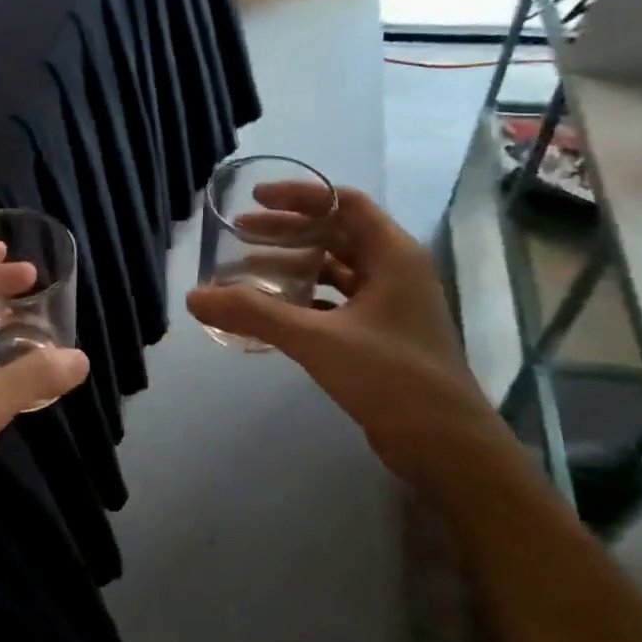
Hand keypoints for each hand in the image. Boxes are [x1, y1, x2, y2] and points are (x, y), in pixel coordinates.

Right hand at [187, 186, 497, 485]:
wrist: (446, 444)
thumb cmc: (391, 377)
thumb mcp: (317, 340)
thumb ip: (254, 314)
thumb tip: (194, 297)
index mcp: (393, 255)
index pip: (344, 204)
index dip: (300, 196)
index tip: (255, 199)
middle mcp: (395, 272)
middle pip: (336, 235)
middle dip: (287, 232)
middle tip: (240, 235)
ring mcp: (391, 306)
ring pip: (336, 271)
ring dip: (294, 266)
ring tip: (247, 272)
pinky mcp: (382, 336)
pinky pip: (337, 302)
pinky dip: (305, 299)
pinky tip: (273, 312)